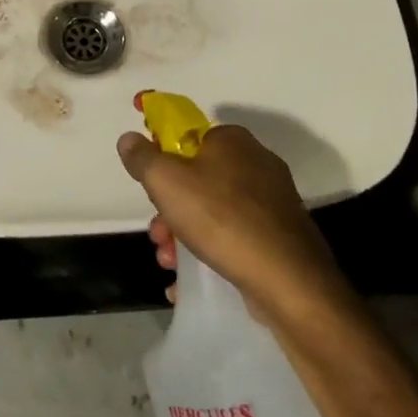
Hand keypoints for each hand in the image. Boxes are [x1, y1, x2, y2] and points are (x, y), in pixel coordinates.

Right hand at [118, 125, 341, 318]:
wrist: (288, 280)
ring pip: (213, 211)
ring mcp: (272, 202)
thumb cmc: (221, 217)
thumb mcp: (166, 181)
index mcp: (232, 140)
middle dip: (169, 208)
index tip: (150, 187)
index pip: (188, 136)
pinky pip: (234, 237)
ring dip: (183, 234)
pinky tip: (188, 280)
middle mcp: (256, 163)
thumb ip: (142, 157)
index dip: (162, 158)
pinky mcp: (280, 237)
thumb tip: (129, 139)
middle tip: (157, 233)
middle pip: (197, 179)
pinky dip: (210, 253)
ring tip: (169, 262)